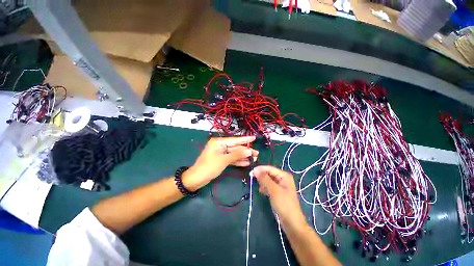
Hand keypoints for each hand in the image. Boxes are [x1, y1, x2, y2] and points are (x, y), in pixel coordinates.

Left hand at [183, 136, 258, 190]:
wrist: (196, 179)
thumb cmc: (209, 167)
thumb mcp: (224, 160)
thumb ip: (237, 154)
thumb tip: (249, 151)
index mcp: (219, 142)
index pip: (235, 140)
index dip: (245, 139)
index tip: (254, 137)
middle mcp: (220, 145)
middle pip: (236, 147)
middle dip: (246, 151)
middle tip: (257, 153)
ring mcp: (221, 153)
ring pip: (234, 153)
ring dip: (243, 156)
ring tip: (254, 158)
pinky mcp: (221, 159)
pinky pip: (231, 159)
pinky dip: (238, 161)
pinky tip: (246, 163)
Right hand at [252, 165, 305, 229]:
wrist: (292, 223)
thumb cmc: (284, 204)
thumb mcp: (274, 190)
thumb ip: (264, 179)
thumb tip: (255, 170)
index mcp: (284, 175)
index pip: (269, 168)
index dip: (260, 169)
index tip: (250, 172)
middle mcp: (282, 178)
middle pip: (269, 173)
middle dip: (261, 176)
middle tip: (252, 179)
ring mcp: (280, 186)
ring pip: (268, 180)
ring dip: (262, 182)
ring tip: (259, 187)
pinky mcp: (278, 192)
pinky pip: (269, 186)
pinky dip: (265, 187)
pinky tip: (261, 191)